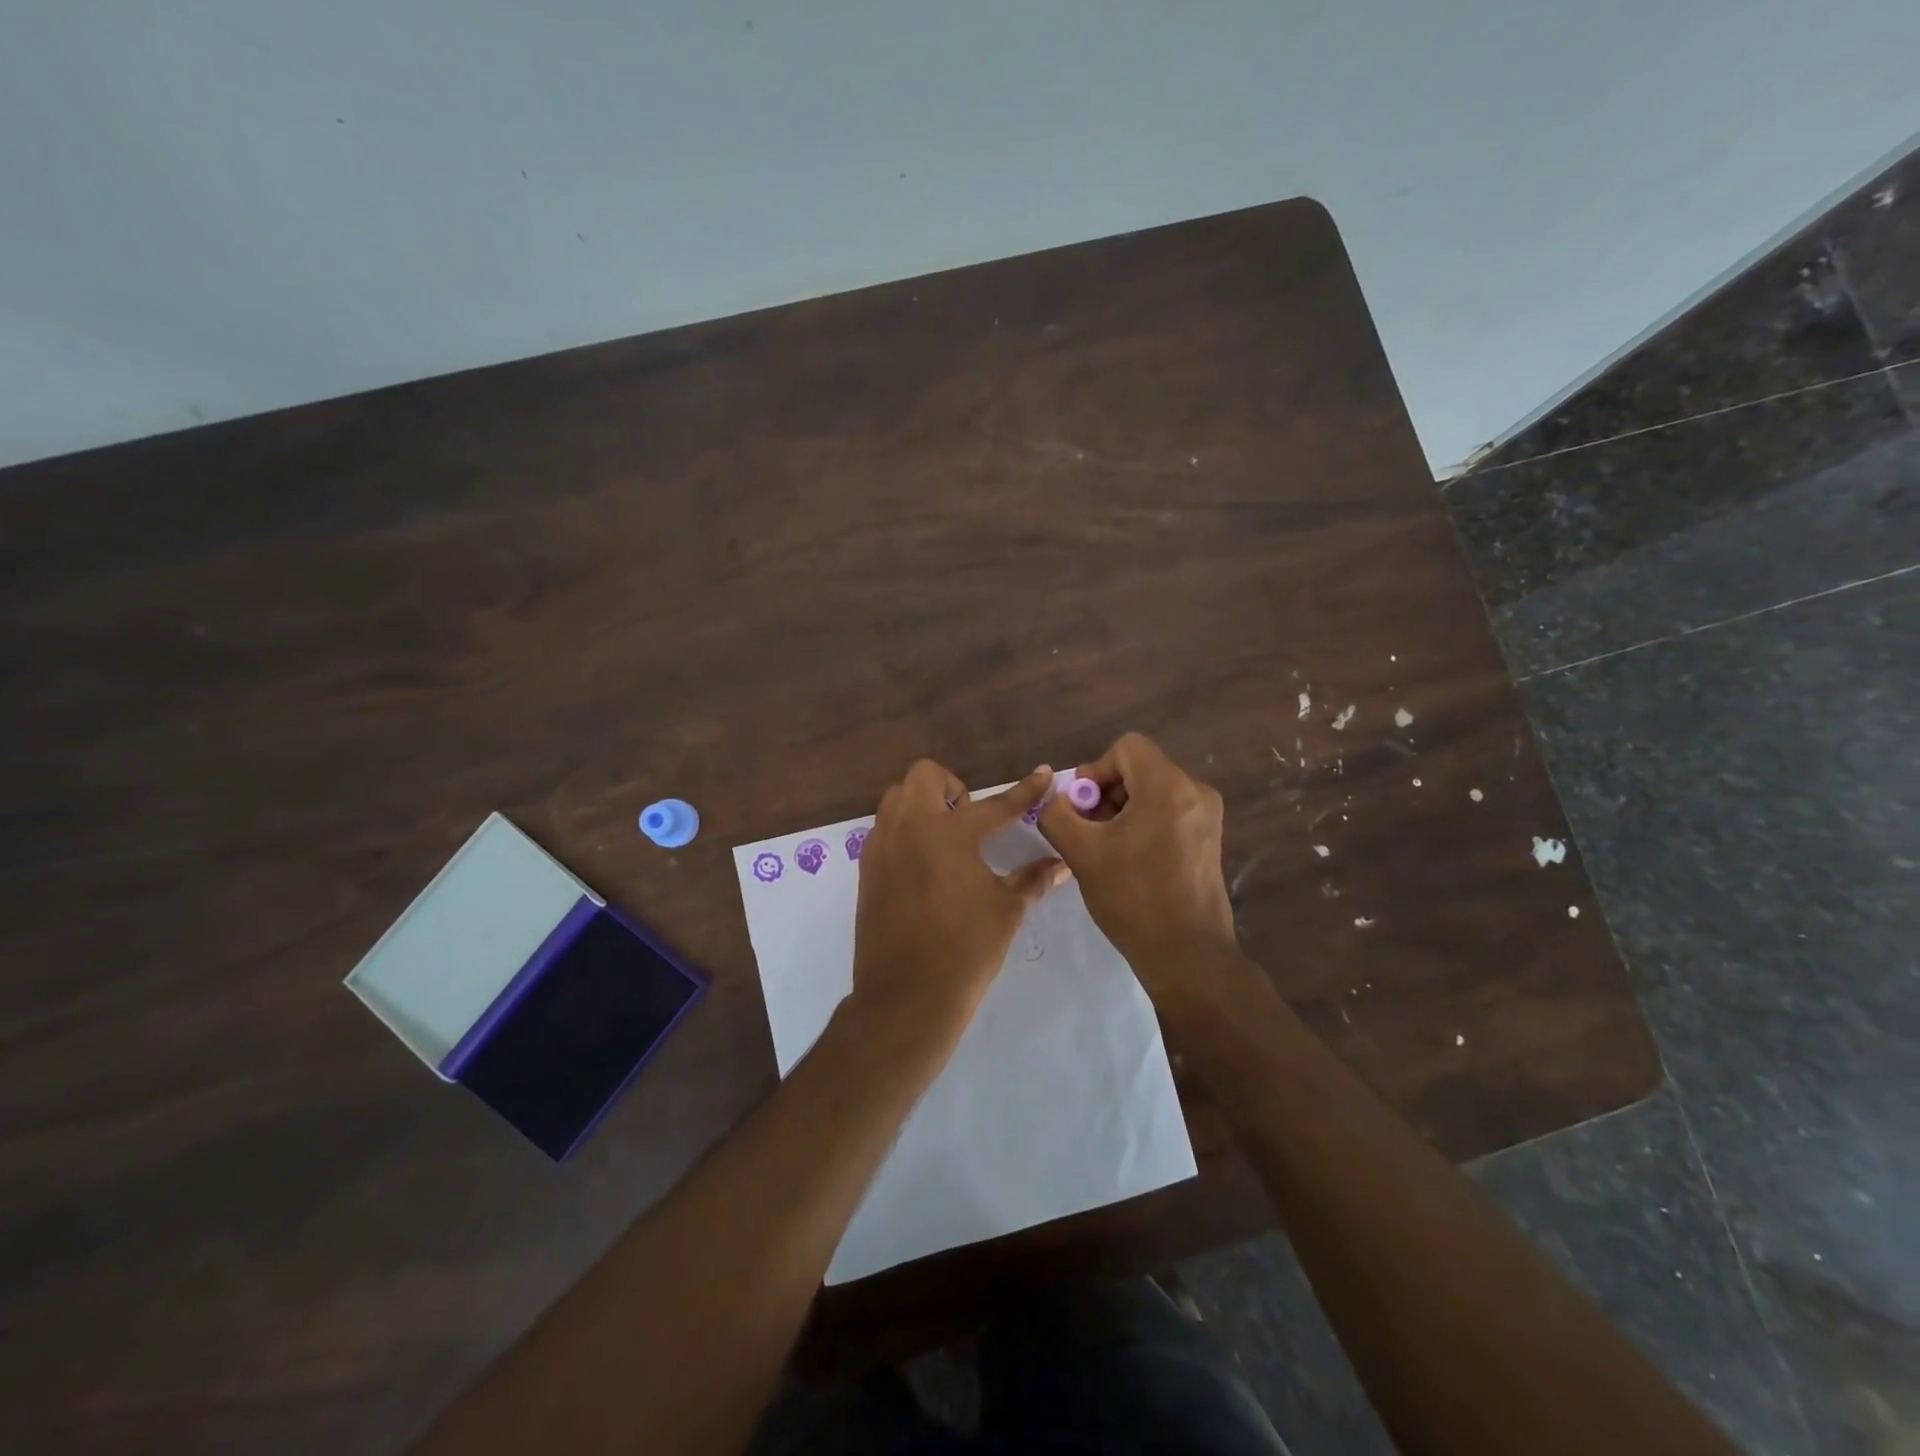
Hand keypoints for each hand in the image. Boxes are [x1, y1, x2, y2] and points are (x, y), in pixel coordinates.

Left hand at [851, 761, 1069, 1045]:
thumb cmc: (965, 951)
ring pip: (897, 798)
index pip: (995, 804)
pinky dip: (905, 830)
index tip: (1043, 773)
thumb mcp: (1006, 911)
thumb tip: (1061, 864)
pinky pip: (884, 828)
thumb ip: (1032, 879)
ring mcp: (882, 845)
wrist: (906, 997)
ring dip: (923, 803)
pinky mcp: (867, 868)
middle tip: (970, 817)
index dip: (1024, 790)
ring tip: (946, 837)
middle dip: (952, 786)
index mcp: (949, 833)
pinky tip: (924, 863)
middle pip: (925, 776)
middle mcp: (909, 827)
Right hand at [1037, 733, 1240, 1002]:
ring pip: (1152, 791)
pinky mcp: (1209, 838)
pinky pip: (1168, 812)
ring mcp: (1207, 816)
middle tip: (1087, 831)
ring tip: (1105, 849)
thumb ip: (1057, 814)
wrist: (1186, 954)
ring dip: (1121, 810)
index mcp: (1168, 787)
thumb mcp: (1082, 852)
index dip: (1095, 770)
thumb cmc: (1133, 898)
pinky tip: (1128, 859)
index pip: (1126, 748)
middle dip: (1106, 793)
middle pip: (1139, 768)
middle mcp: (1195, 792)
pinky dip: (1142, 823)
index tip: (1082, 808)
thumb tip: (1056, 799)